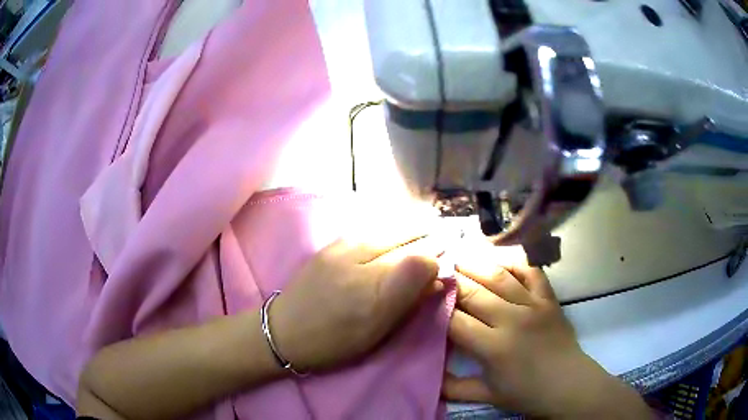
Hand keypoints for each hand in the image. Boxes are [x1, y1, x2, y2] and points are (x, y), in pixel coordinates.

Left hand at [271, 227, 443, 371]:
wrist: (284, 329)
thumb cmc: (334, 340)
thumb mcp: (376, 332)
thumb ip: (408, 302)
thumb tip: (436, 279)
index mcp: (374, 291)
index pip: (421, 260)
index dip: (438, 260)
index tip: (447, 263)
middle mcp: (361, 261)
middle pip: (407, 238)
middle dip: (430, 237)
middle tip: (446, 236)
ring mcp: (344, 247)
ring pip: (390, 228)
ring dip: (413, 228)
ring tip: (429, 226)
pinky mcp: (332, 244)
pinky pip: (371, 228)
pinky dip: (391, 227)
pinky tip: (398, 229)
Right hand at [444, 247, 651, 418]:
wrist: (569, 385)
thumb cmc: (527, 394)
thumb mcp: (487, 397)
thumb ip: (454, 388)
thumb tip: (428, 379)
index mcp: (493, 347)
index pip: (456, 321)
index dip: (436, 307)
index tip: (421, 295)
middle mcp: (512, 320)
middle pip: (473, 293)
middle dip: (450, 280)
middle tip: (434, 268)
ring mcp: (533, 305)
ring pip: (499, 277)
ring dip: (476, 264)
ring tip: (458, 255)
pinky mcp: (549, 299)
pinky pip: (532, 272)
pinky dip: (516, 262)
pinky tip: (500, 258)